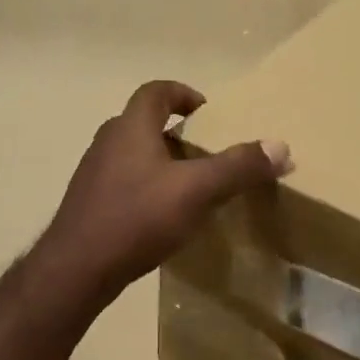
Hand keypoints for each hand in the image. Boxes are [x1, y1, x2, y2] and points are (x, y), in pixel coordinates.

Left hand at [38, 80, 290, 307]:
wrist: (77, 268)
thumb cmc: (136, 217)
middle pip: (145, 123)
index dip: (183, 94)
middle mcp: (107, 142)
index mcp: (130, 127)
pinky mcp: (89, 204)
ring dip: (162, 163)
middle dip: (178, 133)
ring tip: (191, 187)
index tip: (207, 112)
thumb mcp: (196, 191)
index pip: (156, 91)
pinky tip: (163, 217)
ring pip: (134, 155)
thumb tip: (281, 147)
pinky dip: (147, 188)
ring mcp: (94, 174)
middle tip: (207, 154)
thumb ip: (238, 167)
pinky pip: (124, 183)